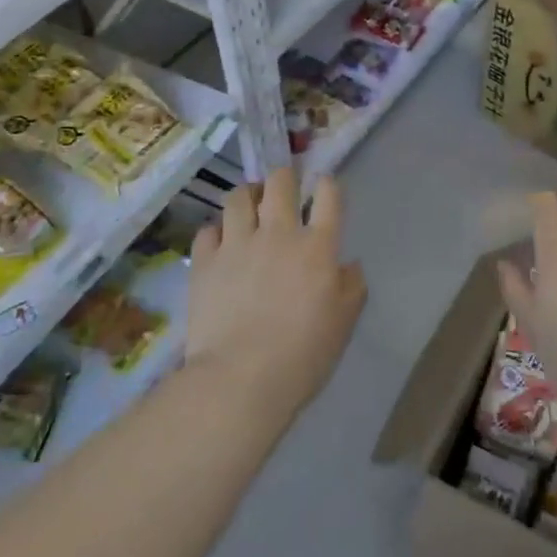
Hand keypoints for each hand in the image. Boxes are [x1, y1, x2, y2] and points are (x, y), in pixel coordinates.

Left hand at [185, 168, 366, 423]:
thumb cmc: (303, 355)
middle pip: (280, 182)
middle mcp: (278, 233)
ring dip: (247, 196)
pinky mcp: (204, 262)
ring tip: (248, 208)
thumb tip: (348, 265)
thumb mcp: (344, 323)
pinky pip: (208, 230)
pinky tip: (220, 244)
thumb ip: (352, 287)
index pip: (328, 195)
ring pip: (238, 197)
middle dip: (284, 177)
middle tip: (284, 190)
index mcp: (318, 246)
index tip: (324, 190)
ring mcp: (237, 244)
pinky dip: (216, 232)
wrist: (240, 379)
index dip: (327, 185)